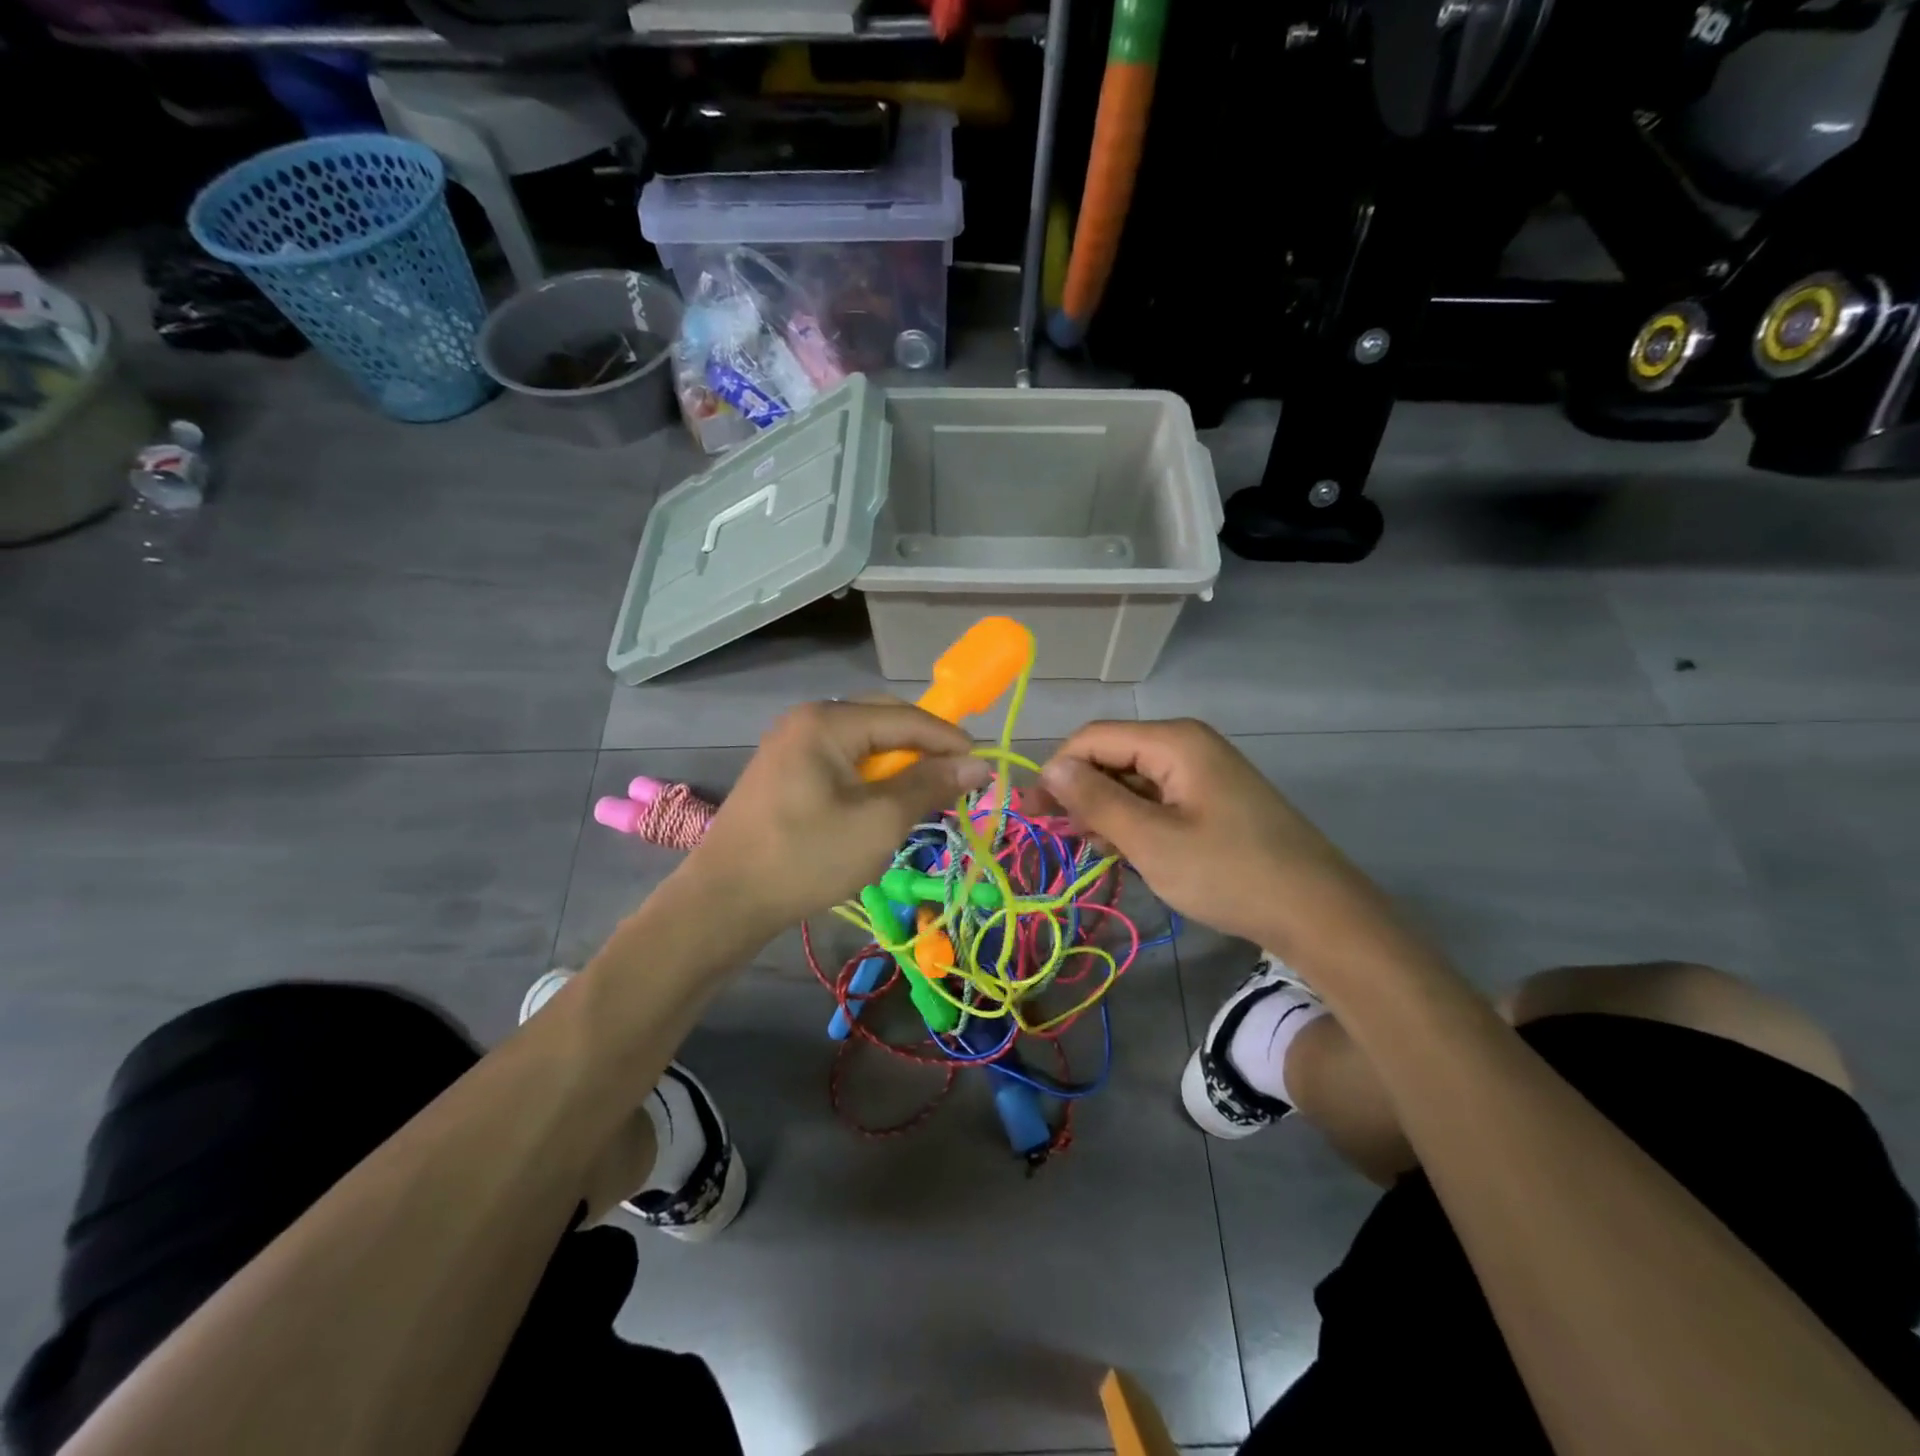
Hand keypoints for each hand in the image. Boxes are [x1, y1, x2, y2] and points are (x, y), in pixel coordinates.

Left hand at [680, 700, 990, 934]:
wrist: (725, 900)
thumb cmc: (806, 857)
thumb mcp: (879, 822)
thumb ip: (930, 785)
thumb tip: (978, 764)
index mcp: (828, 721)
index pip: (906, 717)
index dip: (949, 740)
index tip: (984, 768)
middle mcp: (808, 719)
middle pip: (883, 721)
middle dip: (924, 749)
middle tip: (955, 781)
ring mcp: (791, 744)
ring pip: (863, 744)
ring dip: (898, 766)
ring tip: (923, 797)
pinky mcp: (784, 772)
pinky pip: (842, 762)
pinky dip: (870, 779)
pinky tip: (881, 805)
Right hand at [1039, 718, 1373, 950]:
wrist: (1317, 912)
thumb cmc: (1229, 873)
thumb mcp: (1152, 841)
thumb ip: (1096, 800)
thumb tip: (1050, 767)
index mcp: (1174, 741)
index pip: (1092, 738)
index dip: (1057, 771)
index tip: (1032, 814)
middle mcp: (1187, 745)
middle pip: (1112, 755)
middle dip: (1081, 792)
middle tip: (1059, 838)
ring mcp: (1203, 772)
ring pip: (1133, 779)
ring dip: (1105, 810)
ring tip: (1090, 849)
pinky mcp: (1213, 799)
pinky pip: (1157, 798)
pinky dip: (1134, 820)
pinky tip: (1124, 851)